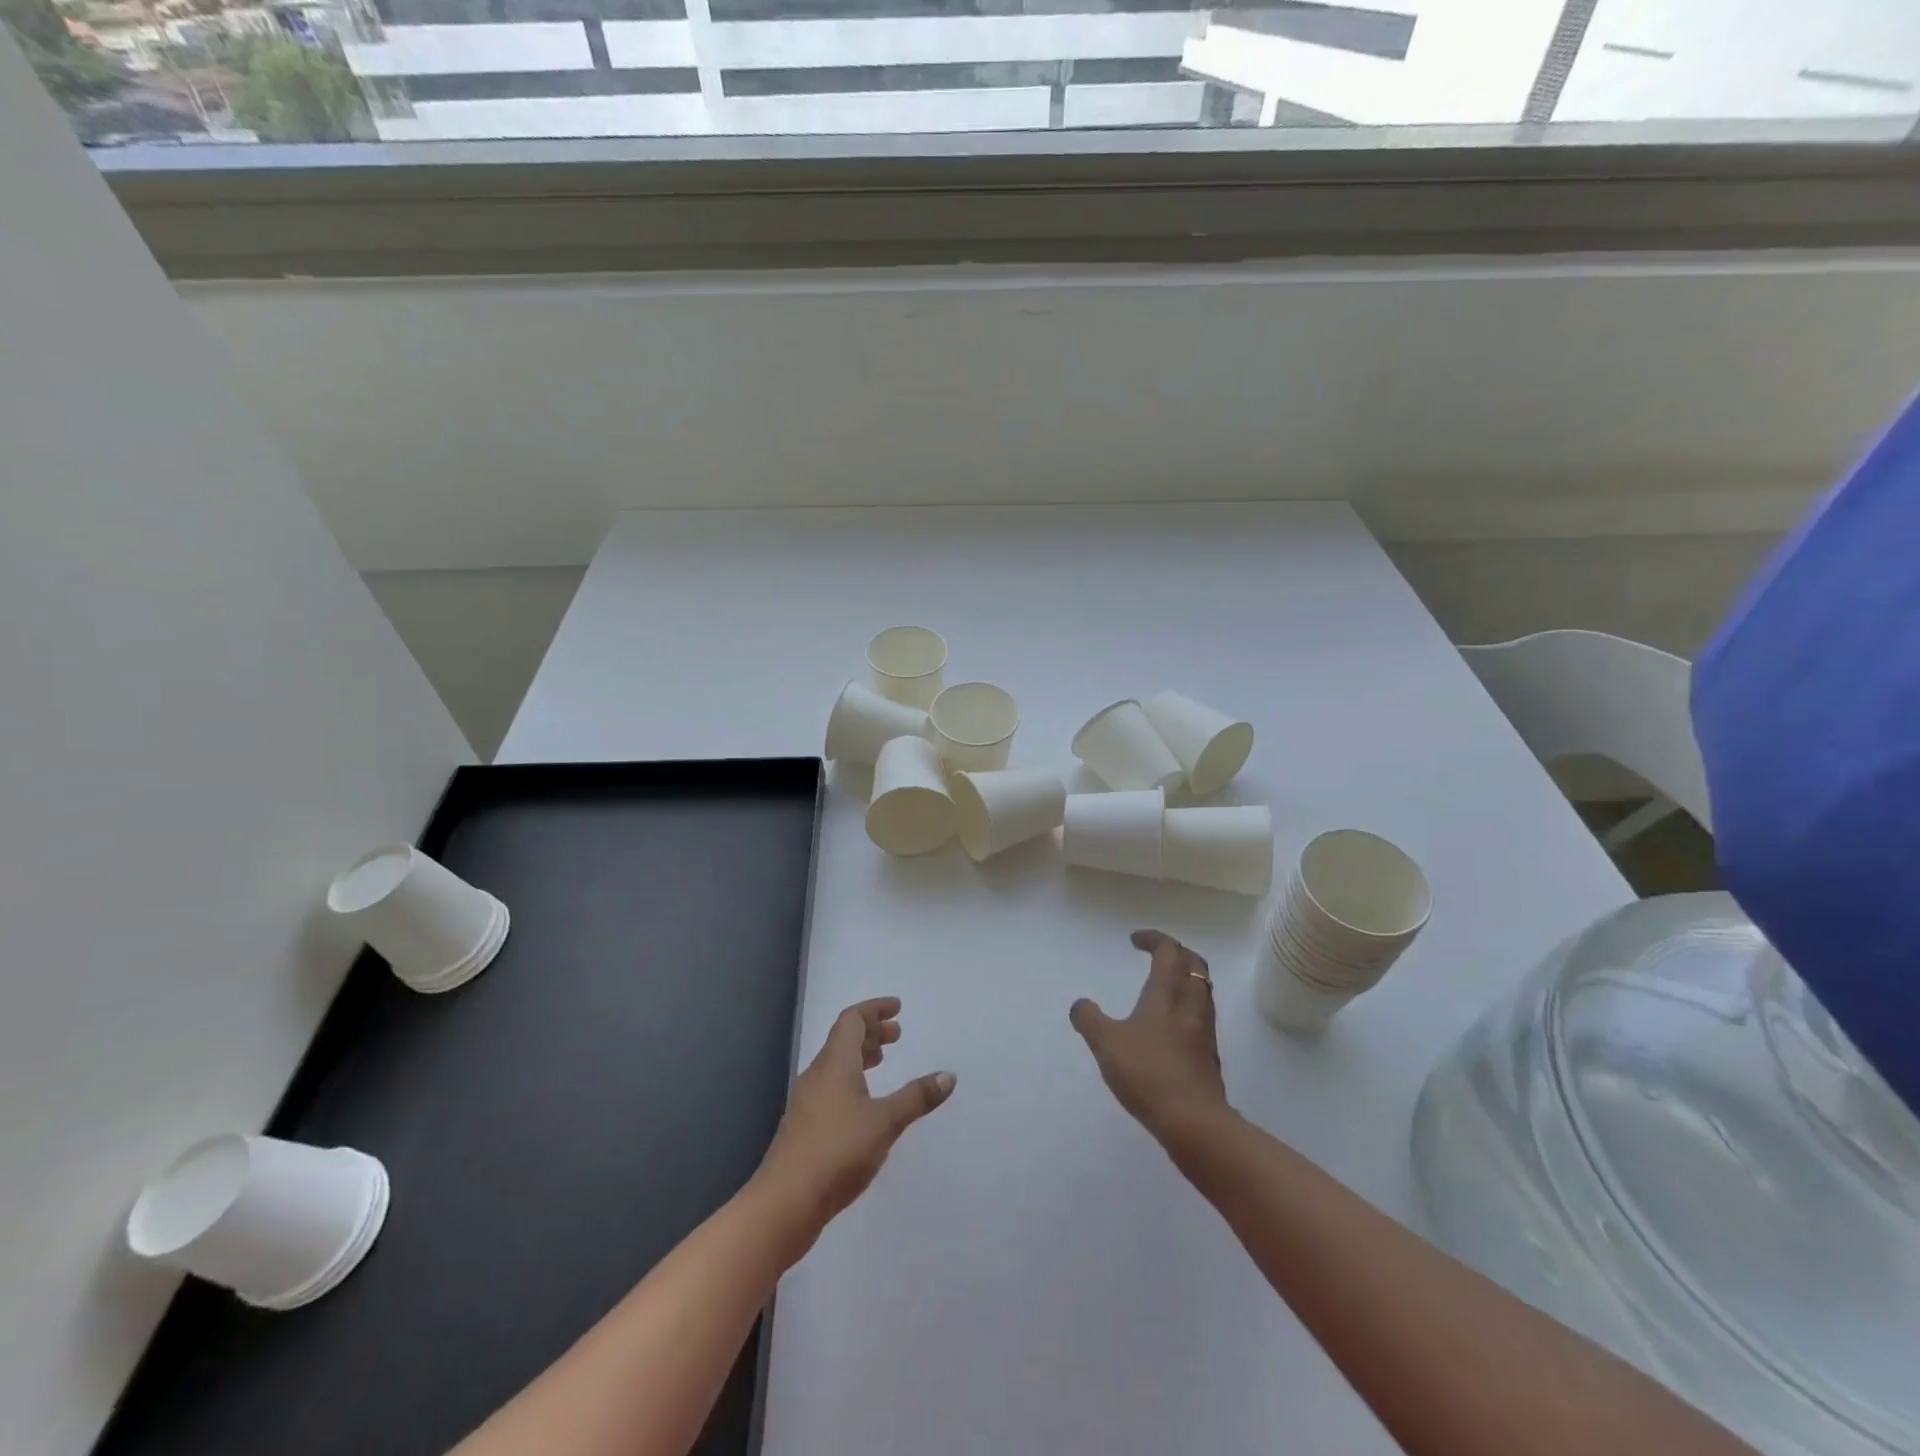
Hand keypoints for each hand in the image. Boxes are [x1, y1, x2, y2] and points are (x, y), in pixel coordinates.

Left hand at [752, 997, 954, 1245]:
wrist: (784, 1203)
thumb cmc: (837, 1151)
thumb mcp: (885, 1122)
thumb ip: (916, 1097)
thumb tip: (948, 1075)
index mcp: (834, 1063)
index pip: (852, 1020)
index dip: (874, 1009)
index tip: (897, 1008)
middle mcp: (817, 1075)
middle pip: (843, 1040)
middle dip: (871, 1032)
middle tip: (897, 1035)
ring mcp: (807, 1102)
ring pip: (836, 1065)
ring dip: (860, 1057)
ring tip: (883, 1062)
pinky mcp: (804, 1128)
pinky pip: (831, 1088)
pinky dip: (851, 1082)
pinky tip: (864, 1105)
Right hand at [1071, 931, 1228, 1143]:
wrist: (1194, 1121)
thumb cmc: (1148, 1073)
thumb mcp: (1106, 1043)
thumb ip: (1089, 1019)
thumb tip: (1080, 1004)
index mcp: (1167, 993)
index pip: (1169, 951)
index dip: (1154, 939)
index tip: (1135, 940)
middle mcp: (1190, 1004)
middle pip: (1194, 964)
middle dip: (1176, 953)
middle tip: (1156, 956)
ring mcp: (1204, 1030)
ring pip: (1202, 989)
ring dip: (1185, 978)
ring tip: (1163, 986)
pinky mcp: (1209, 1054)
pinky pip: (1202, 1015)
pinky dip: (1188, 1005)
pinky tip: (1171, 1025)